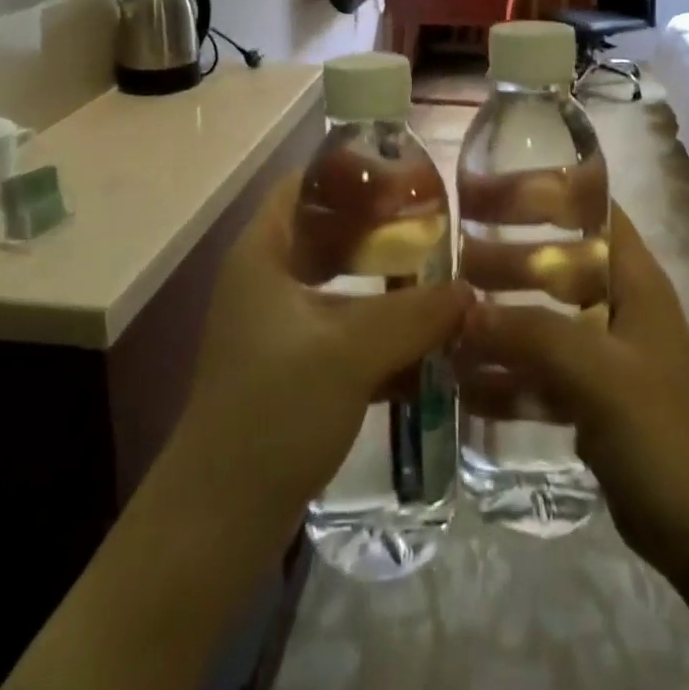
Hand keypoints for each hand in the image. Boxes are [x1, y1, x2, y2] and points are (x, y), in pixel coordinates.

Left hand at [175, 170, 472, 529]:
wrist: (218, 520)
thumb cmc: (273, 412)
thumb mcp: (351, 353)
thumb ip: (415, 314)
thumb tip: (470, 289)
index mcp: (263, 252)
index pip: (305, 182)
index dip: (352, 169)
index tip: (407, 172)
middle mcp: (268, 277)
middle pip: (329, 230)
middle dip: (382, 227)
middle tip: (437, 224)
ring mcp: (279, 324)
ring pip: (341, 282)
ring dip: (388, 280)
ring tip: (442, 274)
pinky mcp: (294, 366)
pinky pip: (345, 327)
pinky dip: (381, 326)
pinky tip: (428, 337)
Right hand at [455, 206, 688, 572]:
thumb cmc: (664, 436)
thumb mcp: (598, 374)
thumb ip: (533, 334)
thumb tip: (463, 310)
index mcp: (633, 279)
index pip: (590, 210)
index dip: (544, 191)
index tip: (486, 191)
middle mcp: (619, 306)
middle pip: (557, 264)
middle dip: (507, 260)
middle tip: (451, 260)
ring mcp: (606, 356)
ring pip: (544, 320)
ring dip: (500, 321)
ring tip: (445, 323)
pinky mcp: (594, 401)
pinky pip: (542, 374)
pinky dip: (508, 377)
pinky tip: (463, 387)